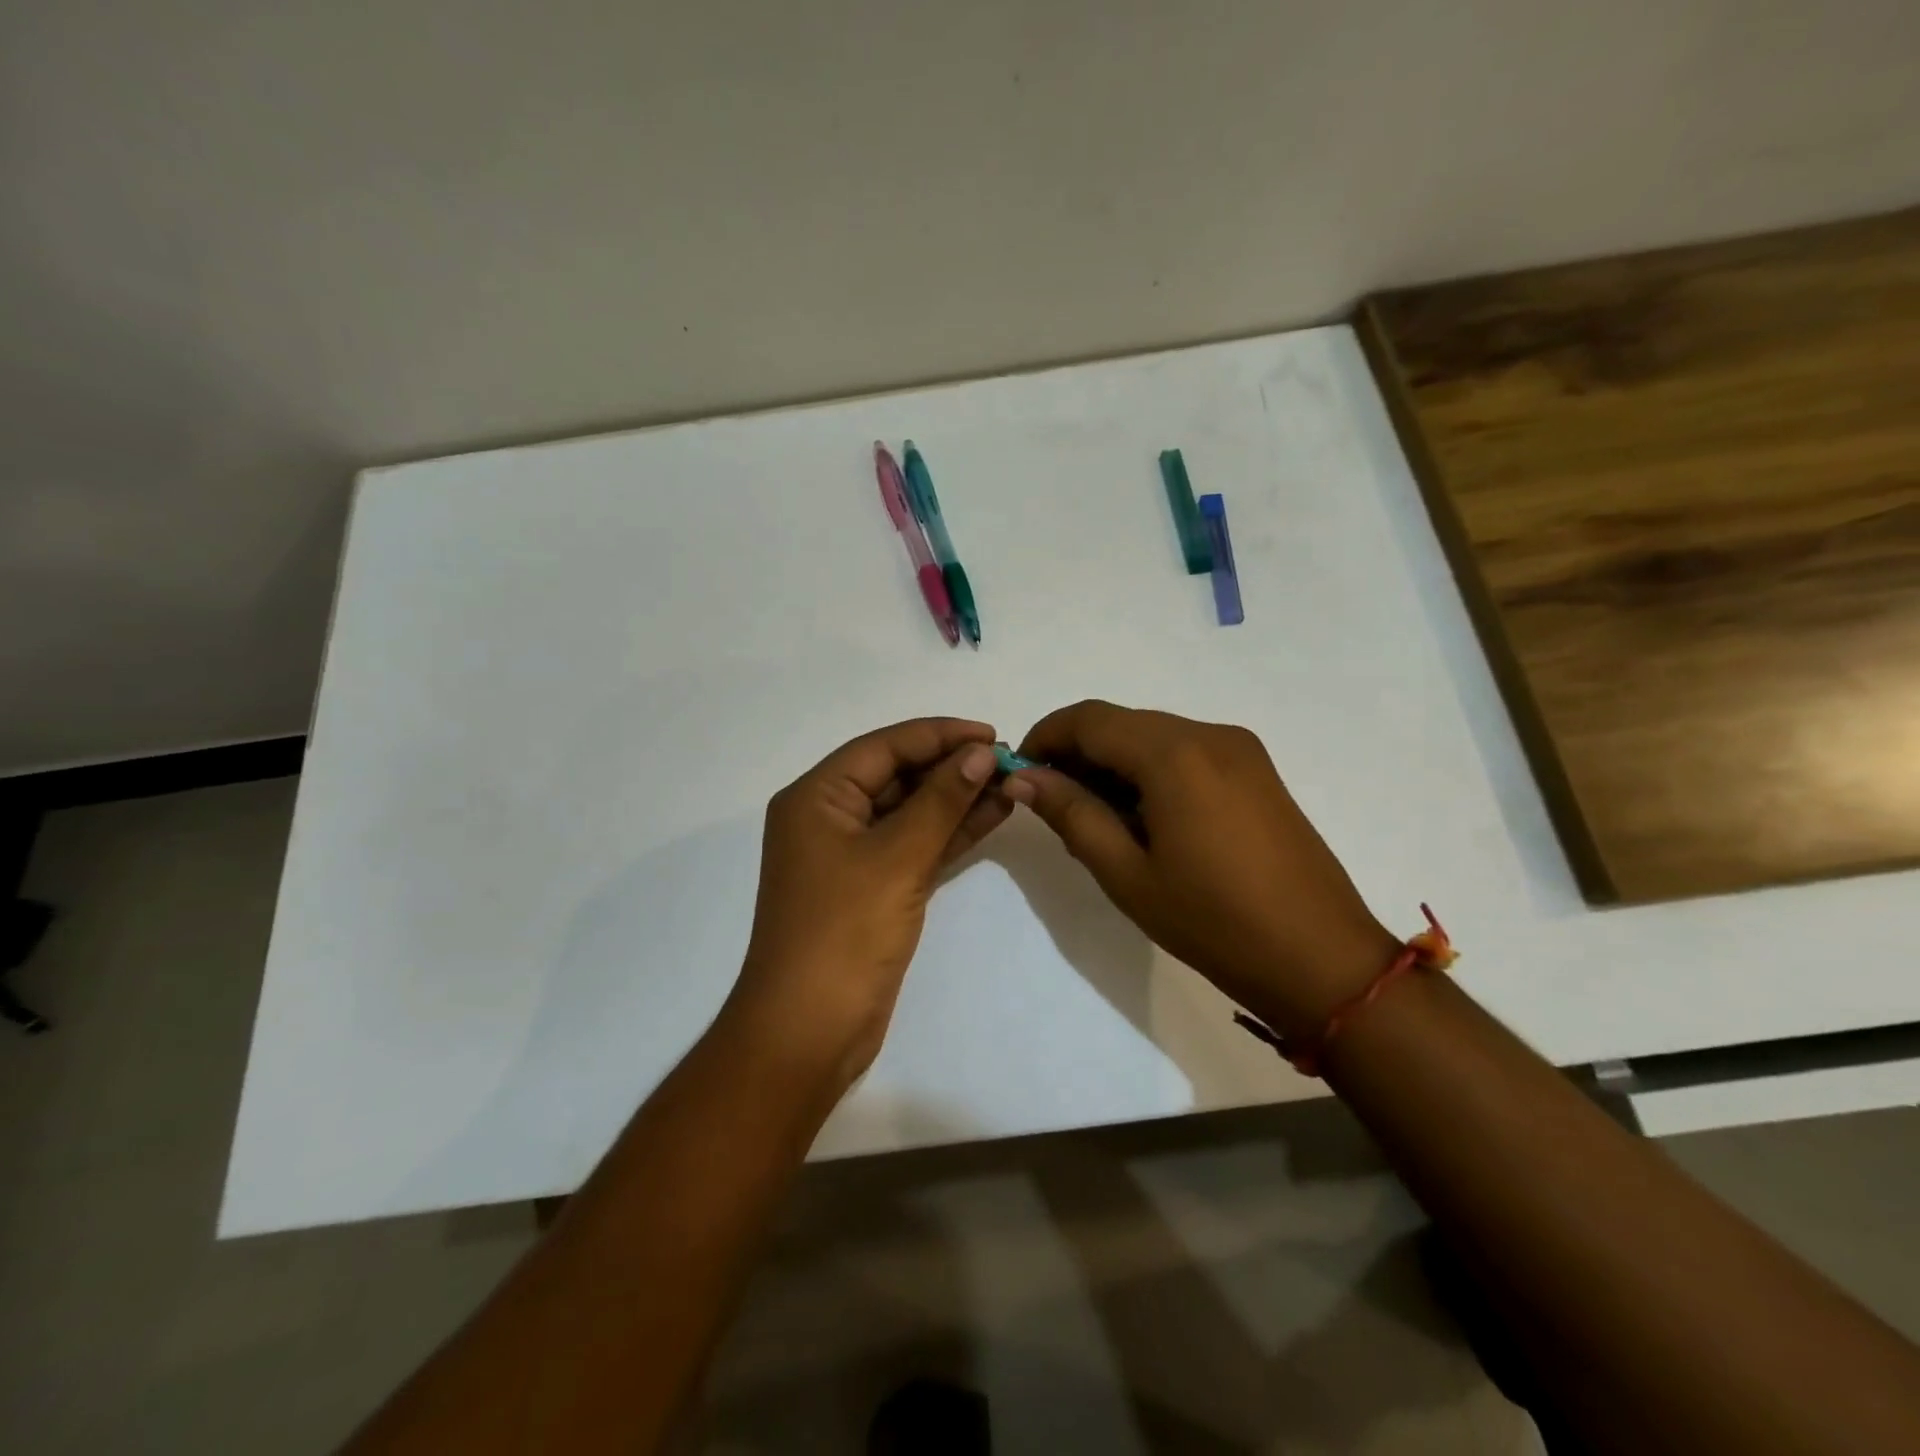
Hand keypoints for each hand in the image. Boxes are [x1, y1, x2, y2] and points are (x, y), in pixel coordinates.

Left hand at [727, 718, 1012, 1090]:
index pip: (884, 747)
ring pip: (910, 812)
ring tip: (1011, 785)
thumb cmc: (844, 932)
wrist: (809, 1030)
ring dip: (957, 799)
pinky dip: (950, 833)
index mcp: (817, 797)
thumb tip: (980, 753)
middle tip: (1008, 762)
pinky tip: (992, 816)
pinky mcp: (873, 887)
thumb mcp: (897, 857)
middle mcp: (830, 817)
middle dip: (951, 767)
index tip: (991, 734)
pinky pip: (915, 845)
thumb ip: (941, 801)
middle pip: (897, 775)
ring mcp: (851, 855)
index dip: (939, 735)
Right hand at [1006, 701, 1398, 1040]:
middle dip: (1078, 752)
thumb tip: (1023, 777)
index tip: (1019, 772)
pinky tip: (1143, 818)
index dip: (1045, 737)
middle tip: (1052, 803)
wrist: (1321, 958)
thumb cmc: (1213, 922)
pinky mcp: (1256, 770)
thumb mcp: (1127, 873)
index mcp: (1174, 754)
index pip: (1089, 719)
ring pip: (1154, 736)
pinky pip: (1186, 752)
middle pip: (1122, 723)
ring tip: (1095, 818)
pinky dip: (1150, 771)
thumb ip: (1071, 813)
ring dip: (1113, 763)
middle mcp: (1209, 734)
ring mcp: (1240, 749)